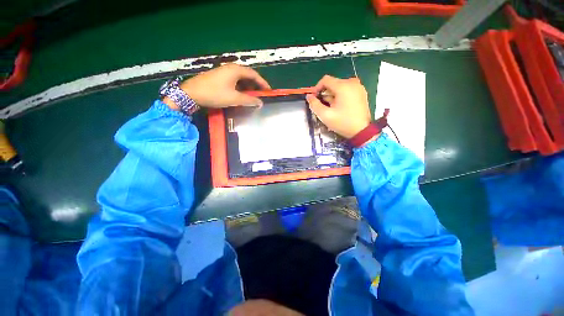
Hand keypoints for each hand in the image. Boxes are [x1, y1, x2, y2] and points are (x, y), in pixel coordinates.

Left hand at [165, 64, 270, 108]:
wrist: (191, 93)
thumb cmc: (214, 94)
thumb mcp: (234, 98)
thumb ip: (249, 100)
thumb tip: (261, 103)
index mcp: (236, 70)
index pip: (254, 74)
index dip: (263, 83)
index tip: (269, 91)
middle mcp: (231, 68)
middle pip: (248, 75)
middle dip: (256, 85)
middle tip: (262, 95)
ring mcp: (224, 72)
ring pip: (241, 79)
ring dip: (248, 87)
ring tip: (253, 97)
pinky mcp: (219, 78)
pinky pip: (234, 81)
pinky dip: (241, 88)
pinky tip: (241, 95)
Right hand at [306, 75, 370, 138]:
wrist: (362, 131)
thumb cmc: (343, 123)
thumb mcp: (325, 115)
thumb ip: (314, 104)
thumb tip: (309, 96)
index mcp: (343, 86)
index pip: (325, 80)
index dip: (317, 88)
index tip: (314, 98)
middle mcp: (352, 83)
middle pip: (333, 83)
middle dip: (325, 93)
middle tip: (323, 106)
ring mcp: (358, 87)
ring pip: (339, 87)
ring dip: (332, 95)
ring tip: (331, 108)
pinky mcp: (361, 92)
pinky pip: (347, 89)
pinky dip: (340, 96)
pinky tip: (340, 107)